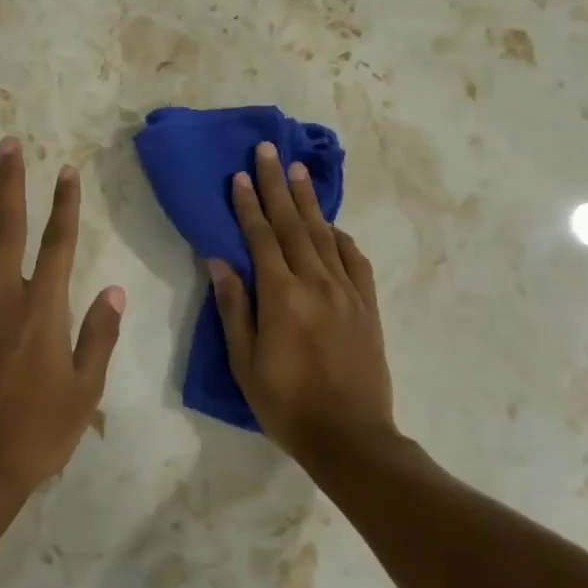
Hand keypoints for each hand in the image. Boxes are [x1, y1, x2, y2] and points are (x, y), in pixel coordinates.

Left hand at [0, 137, 125, 500]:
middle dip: (11, 184)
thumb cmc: (38, 432)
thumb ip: (99, 336)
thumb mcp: (85, 390)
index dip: (64, 205)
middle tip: (8, 145)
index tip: (66, 170)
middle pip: (7, 230)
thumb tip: (114, 290)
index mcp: (43, 311)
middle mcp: (2, 299)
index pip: (58, 244)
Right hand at [209, 141, 395, 462]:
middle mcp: (316, 283)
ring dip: (308, 202)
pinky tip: (333, 226)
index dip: (248, 205)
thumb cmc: (286, 403)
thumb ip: (234, 307)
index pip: (260, 238)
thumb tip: (219, 261)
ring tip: (297, 172)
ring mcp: (347, 292)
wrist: (351, 436)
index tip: (240, 175)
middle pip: (293, 224)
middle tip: (269, 150)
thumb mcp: (245, 361)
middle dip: (277, 185)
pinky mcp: (367, 306)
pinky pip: (354, 261)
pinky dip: (341, 238)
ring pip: (324, 235)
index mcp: (281, 295)